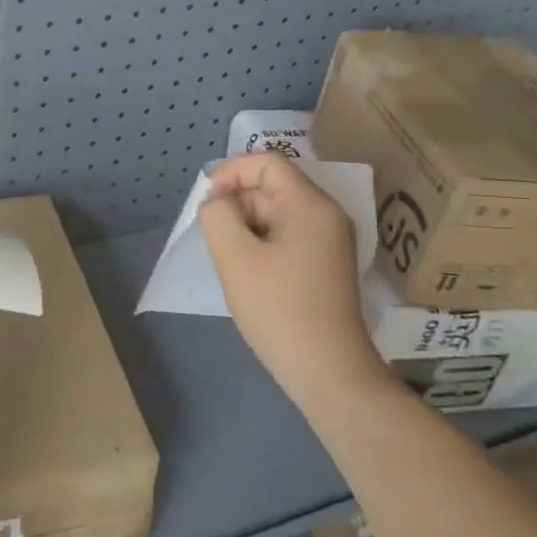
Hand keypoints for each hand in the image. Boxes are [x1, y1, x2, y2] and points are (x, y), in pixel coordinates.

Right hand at [197, 153, 392, 408]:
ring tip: (232, 260)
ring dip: (246, 227)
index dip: (231, 172)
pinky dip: (261, 244)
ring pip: (276, 213)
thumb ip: (218, 215)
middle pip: (271, 187)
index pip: (266, 163)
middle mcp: (326, 215)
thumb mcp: (235, 257)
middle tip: (216, 239)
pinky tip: (249, 274)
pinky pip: (286, 236)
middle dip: (237, 204)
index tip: (208, 203)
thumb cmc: (280, 310)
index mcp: (310, 205)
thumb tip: (218, 202)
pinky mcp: (325, 265)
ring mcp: (329, 242)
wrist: (329, 374)